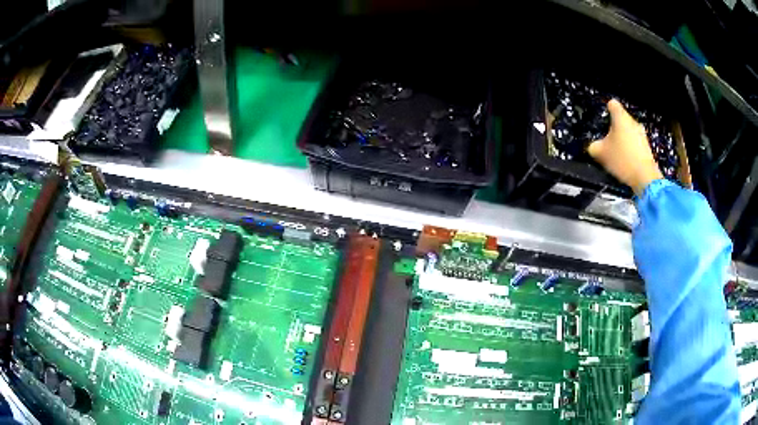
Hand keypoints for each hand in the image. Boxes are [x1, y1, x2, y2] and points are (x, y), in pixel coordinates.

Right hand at [588, 99, 662, 195]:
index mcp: (620, 117)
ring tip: (616, 153)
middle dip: (614, 128)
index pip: (612, 104)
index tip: (603, 118)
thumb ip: (593, 146)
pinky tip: (625, 161)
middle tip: (607, 140)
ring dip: (623, 139)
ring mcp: (642, 134)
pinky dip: (630, 149)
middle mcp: (633, 122)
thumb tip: (593, 146)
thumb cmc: (622, 159)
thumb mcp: (600, 153)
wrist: (645, 178)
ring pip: (629, 132)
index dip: (606, 109)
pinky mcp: (647, 147)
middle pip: (621, 119)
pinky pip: (635, 144)